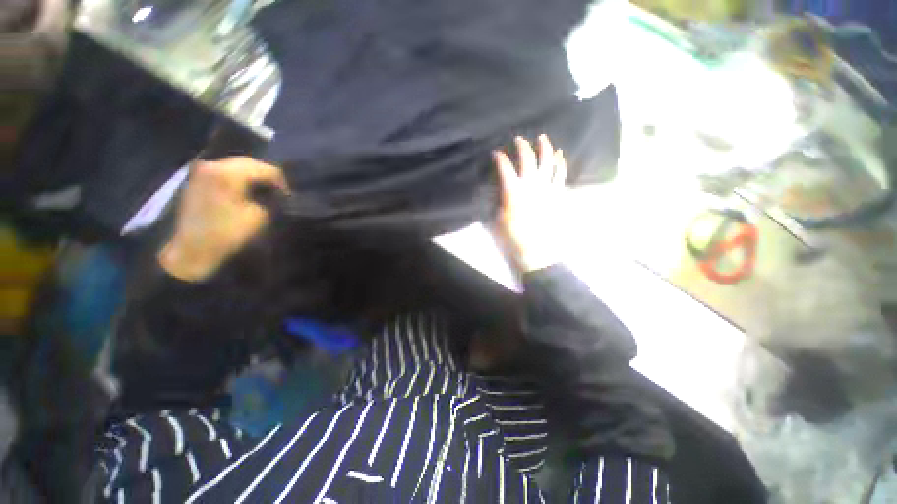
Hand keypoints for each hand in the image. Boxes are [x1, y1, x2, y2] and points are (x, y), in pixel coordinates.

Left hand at [158, 157, 287, 281]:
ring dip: (252, 177)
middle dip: (267, 176)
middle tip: (279, 192)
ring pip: (235, 166)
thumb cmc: (229, 233)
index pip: (267, 169)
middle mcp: (213, 165)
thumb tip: (276, 193)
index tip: (289, 197)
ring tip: (264, 192)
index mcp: (229, 173)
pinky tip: (246, 192)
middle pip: (249, 163)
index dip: (282, 182)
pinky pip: (224, 172)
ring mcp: (202, 171)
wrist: (192, 250)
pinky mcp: (197, 181)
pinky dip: (238, 179)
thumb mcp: (260, 217)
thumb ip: (271, 199)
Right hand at [493, 135, 567, 272]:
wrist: (536, 249)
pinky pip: (560, 174)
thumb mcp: (498, 218)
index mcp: (514, 191)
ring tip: (542, 138)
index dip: (499, 158)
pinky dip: (560, 163)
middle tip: (519, 139)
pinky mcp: (557, 194)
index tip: (495, 153)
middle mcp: (531, 185)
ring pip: (548, 162)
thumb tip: (500, 189)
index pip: (505, 168)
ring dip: (545, 148)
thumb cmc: (513, 236)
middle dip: (522, 146)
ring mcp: (547, 188)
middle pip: (528, 159)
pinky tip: (559, 155)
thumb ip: (498, 200)